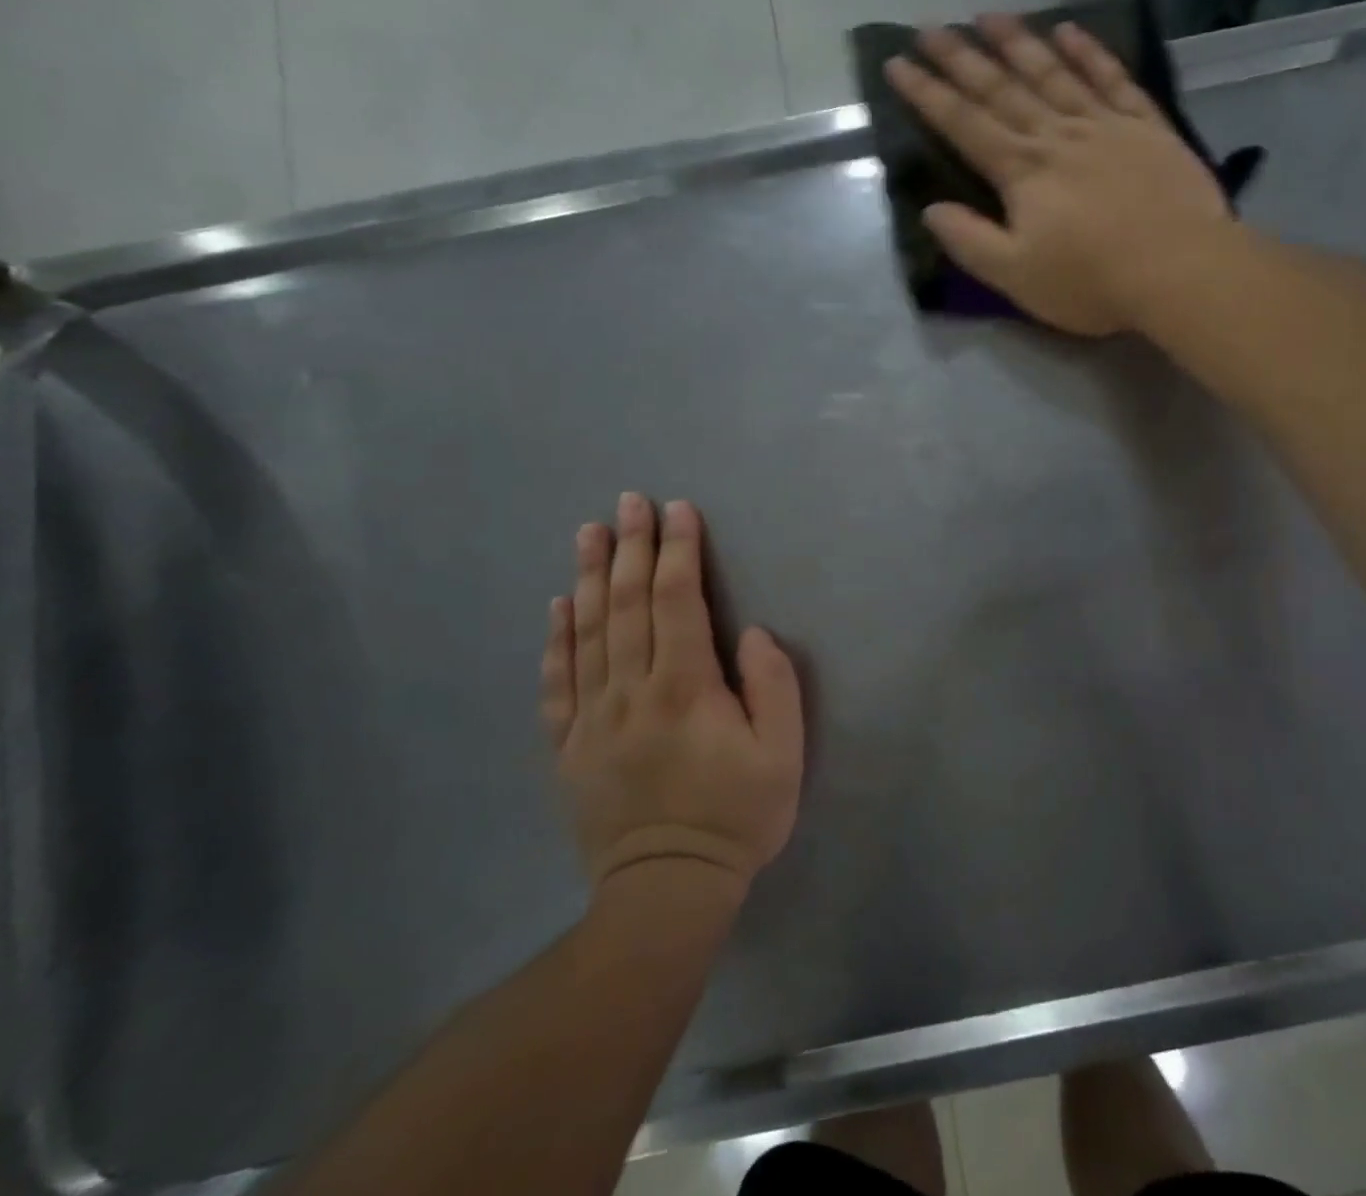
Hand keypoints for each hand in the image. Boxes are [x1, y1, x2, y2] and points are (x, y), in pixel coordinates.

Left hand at [540, 494, 803, 894]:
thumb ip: (773, 685)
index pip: (679, 601)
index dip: (679, 551)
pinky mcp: (569, 747)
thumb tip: (750, 633)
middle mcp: (631, 691)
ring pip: (589, 633)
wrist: (667, 891)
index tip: (678, 511)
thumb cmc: (737, 816)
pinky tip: (558, 605)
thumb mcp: (782, 753)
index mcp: (685, 687)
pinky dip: (557, 639)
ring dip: (590, 577)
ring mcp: (592, 719)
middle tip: (629, 501)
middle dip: (632, 547)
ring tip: (588, 532)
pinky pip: (558, 682)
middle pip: (629, 605)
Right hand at [883, 15, 1242, 335]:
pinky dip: (1089, 52)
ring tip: (988, 15)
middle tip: (929, 26)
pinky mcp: (1146, 126)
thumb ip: (970, 241)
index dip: (927, 94)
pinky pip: (1112, 78)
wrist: (1180, 270)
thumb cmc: (1092, 282)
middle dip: (961, 58)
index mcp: (1022, 172)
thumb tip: (931, 209)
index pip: (964, 124)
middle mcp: (1056, 135)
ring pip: (1052, 72)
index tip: (897, 63)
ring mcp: (1104, 124)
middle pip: (1001, 88)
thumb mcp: (1016, 276)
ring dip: (1018, 41)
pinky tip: (1069, 30)